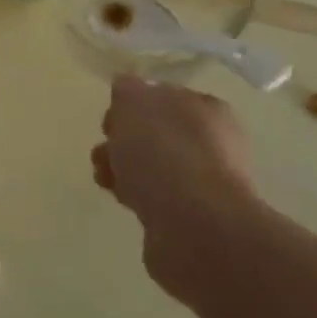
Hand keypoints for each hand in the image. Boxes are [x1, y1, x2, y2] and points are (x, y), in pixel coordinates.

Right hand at [92, 75, 254, 301]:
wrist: (194, 228)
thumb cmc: (164, 152)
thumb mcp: (134, 102)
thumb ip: (127, 90)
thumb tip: (128, 89)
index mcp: (206, 109)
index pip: (165, 96)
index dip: (133, 103)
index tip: (112, 117)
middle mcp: (213, 143)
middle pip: (156, 133)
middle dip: (123, 138)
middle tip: (105, 145)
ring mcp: (204, 183)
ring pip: (153, 166)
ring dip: (123, 167)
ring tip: (103, 176)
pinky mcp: (191, 218)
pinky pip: (155, 197)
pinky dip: (136, 195)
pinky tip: (122, 199)